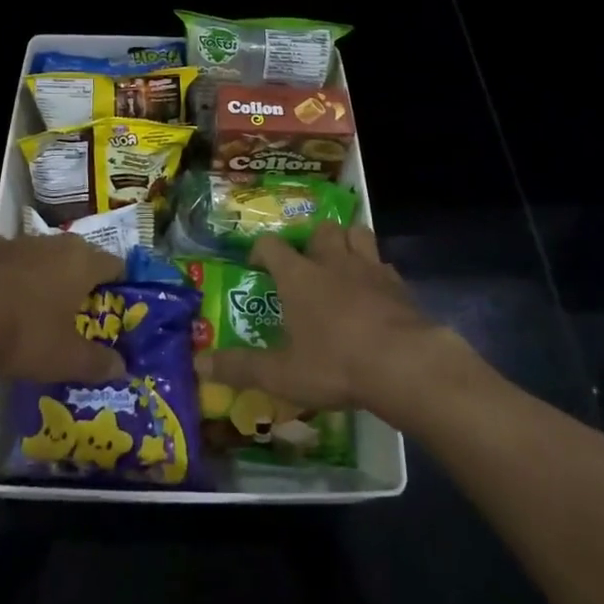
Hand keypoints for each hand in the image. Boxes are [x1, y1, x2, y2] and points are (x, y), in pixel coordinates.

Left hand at [0, 233, 127, 384]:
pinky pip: (6, 263)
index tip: (117, 306)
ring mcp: (14, 242)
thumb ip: (96, 363)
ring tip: (36, 311)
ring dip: (43, 277)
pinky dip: (8, 279)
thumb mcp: (65, 359)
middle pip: (77, 257)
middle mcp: (52, 242)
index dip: (119, 284)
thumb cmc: (22, 333)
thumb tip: (121, 369)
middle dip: (80, 281)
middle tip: (78, 313)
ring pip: (40, 257)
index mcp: (81, 261)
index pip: (115, 264)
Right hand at [195, 223, 443, 413]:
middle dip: (312, 241)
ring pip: (357, 233)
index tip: (256, 266)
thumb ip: (241, 367)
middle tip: (307, 264)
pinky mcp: (398, 284)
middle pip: (320, 230)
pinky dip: (376, 271)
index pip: (271, 245)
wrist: (404, 363)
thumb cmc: (335, 364)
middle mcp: (332, 261)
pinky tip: (375, 292)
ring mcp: (369, 268)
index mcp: (298, 275)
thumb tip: (199, 363)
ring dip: (348, 242)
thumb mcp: (282, 374)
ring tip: (342, 264)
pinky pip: (384, 264)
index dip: (261, 251)